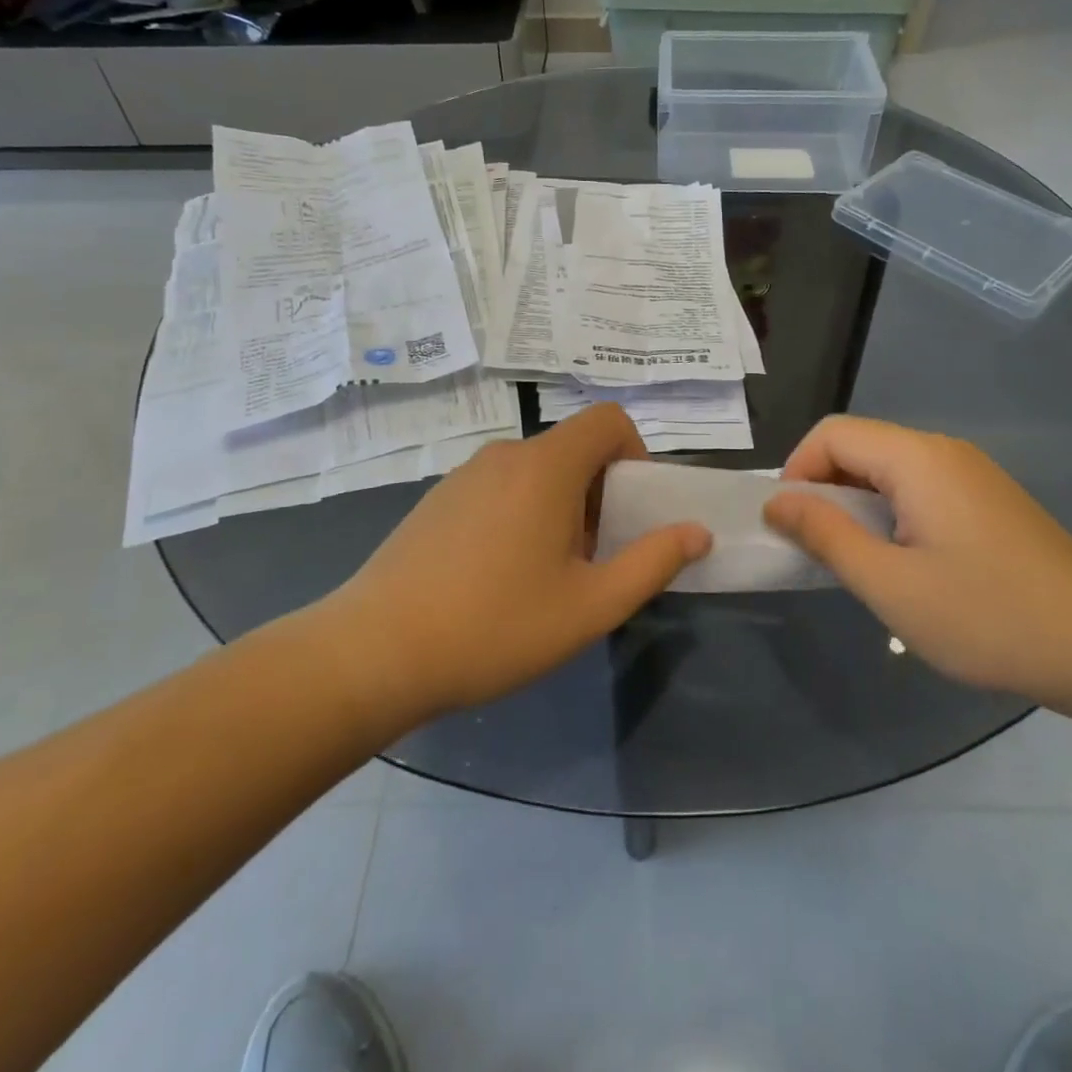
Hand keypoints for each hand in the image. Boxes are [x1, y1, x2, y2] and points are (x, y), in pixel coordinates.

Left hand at [322, 404, 711, 720]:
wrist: (375, 651)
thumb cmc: (495, 626)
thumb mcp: (590, 605)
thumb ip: (652, 562)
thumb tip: (696, 532)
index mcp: (546, 466)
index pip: (608, 420)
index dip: (635, 455)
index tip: (630, 512)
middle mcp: (505, 455)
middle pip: (574, 449)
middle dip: (600, 494)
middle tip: (592, 558)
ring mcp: (465, 474)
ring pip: (536, 471)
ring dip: (560, 507)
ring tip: (546, 575)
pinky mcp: (437, 499)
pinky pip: (499, 487)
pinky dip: (521, 513)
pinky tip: (498, 577)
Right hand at [763, 415, 1071, 703]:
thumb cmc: (987, 616)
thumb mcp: (890, 584)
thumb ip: (825, 536)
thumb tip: (777, 502)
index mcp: (916, 458)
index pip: (832, 433)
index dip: (796, 470)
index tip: (788, 525)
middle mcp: (943, 451)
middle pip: (859, 445)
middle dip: (823, 488)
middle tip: (815, 547)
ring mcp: (970, 473)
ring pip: (887, 468)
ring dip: (855, 503)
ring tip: (854, 558)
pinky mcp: (987, 499)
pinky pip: (918, 487)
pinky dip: (888, 511)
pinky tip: (900, 560)